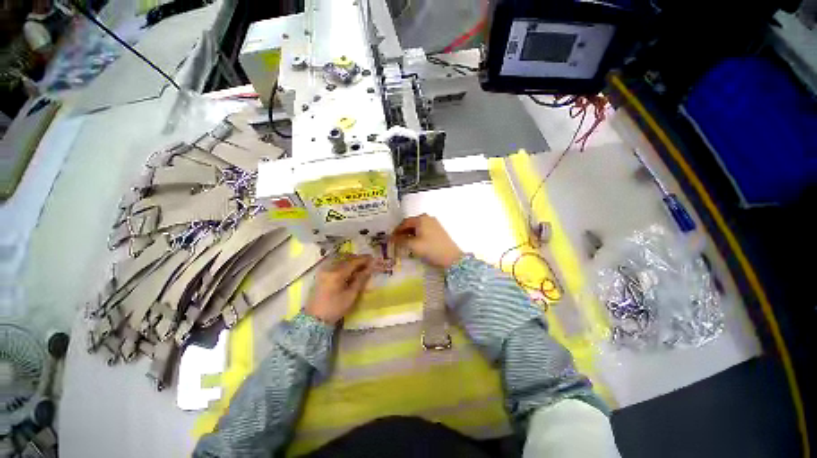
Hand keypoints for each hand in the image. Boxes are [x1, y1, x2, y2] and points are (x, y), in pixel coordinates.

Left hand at [305, 254, 374, 324]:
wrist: (315, 318)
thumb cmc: (335, 308)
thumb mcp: (351, 295)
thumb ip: (361, 279)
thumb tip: (370, 268)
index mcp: (337, 274)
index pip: (353, 262)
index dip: (364, 259)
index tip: (373, 259)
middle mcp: (329, 268)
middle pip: (346, 258)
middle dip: (358, 259)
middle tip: (368, 262)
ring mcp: (324, 270)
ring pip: (340, 260)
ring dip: (351, 261)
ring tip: (360, 266)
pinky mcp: (321, 273)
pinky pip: (335, 263)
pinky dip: (344, 264)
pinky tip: (350, 270)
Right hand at [391, 214, 463, 268]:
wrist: (451, 258)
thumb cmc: (431, 249)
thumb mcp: (413, 245)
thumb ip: (401, 240)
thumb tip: (391, 238)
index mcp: (421, 218)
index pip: (404, 222)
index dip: (396, 230)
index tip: (390, 238)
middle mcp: (428, 218)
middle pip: (411, 224)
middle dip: (403, 232)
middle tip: (396, 241)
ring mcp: (434, 223)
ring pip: (418, 227)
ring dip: (410, 234)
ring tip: (404, 243)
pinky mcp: (438, 230)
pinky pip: (424, 230)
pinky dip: (417, 235)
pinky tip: (415, 243)